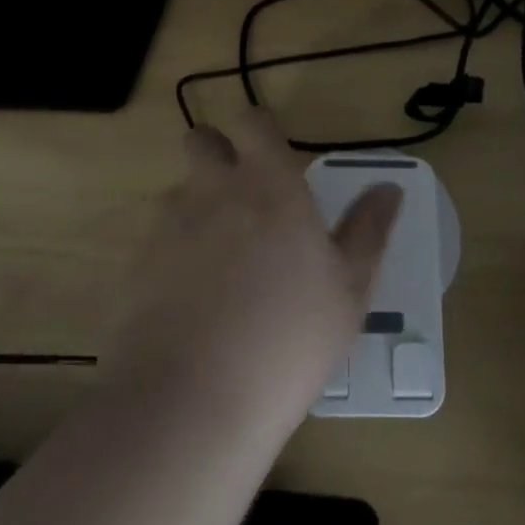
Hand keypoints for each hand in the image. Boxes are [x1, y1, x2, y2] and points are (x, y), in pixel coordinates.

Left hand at [105, 111, 402, 436]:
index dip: (259, 130)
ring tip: (220, 262)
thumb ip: (368, 230)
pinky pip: (157, 240)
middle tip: (243, 197)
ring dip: (197, 208)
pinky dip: (173, 255)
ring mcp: (168, 226)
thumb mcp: (349, 289)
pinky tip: (190, 302)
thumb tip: (388, 188)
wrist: (193, 402)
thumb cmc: (289, 338)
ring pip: (179, 192)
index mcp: (268, 185)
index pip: (252, 121)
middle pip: (202, 141)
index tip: (273, 156)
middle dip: (217, 153)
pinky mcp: (136, 265)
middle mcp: (212, 191)